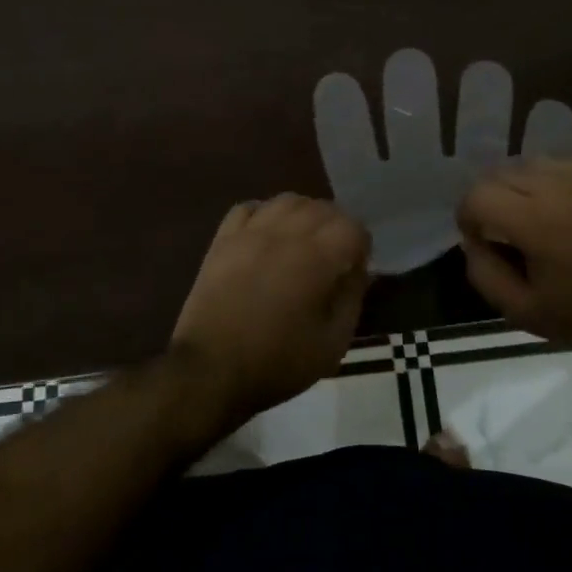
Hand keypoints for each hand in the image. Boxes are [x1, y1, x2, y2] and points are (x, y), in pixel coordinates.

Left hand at [168, 194, 371, 427]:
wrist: (210, 370)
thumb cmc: (277, 362)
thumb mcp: (332, 344)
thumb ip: (351, 299)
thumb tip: (357, 271)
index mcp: (316, 258)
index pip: (352, 227)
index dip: (361, 246)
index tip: (356, 269)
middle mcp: (285, 233)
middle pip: (321, 207)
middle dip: (336, 227)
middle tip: (334, 257)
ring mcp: (250, 233)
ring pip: (286, 201)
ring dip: (303, 215)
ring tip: (303, 241)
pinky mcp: (223, 240)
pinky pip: (249, 208)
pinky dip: (264, 214)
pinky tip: (267, 236)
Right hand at [456, 156, 571, 354]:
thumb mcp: (525, 312)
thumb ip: (485, 275)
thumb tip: (472, 244)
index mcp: (532, 220)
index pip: (476, 196)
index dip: (467, 218)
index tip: (479, 241)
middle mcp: (552, 186)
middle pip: (496, 174)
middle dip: (488, 201)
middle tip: (501, 233)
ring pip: (525, 163)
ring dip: (514, 187)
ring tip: (527, 217)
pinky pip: (555, 163)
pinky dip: (543, 179)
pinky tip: (555, 206)